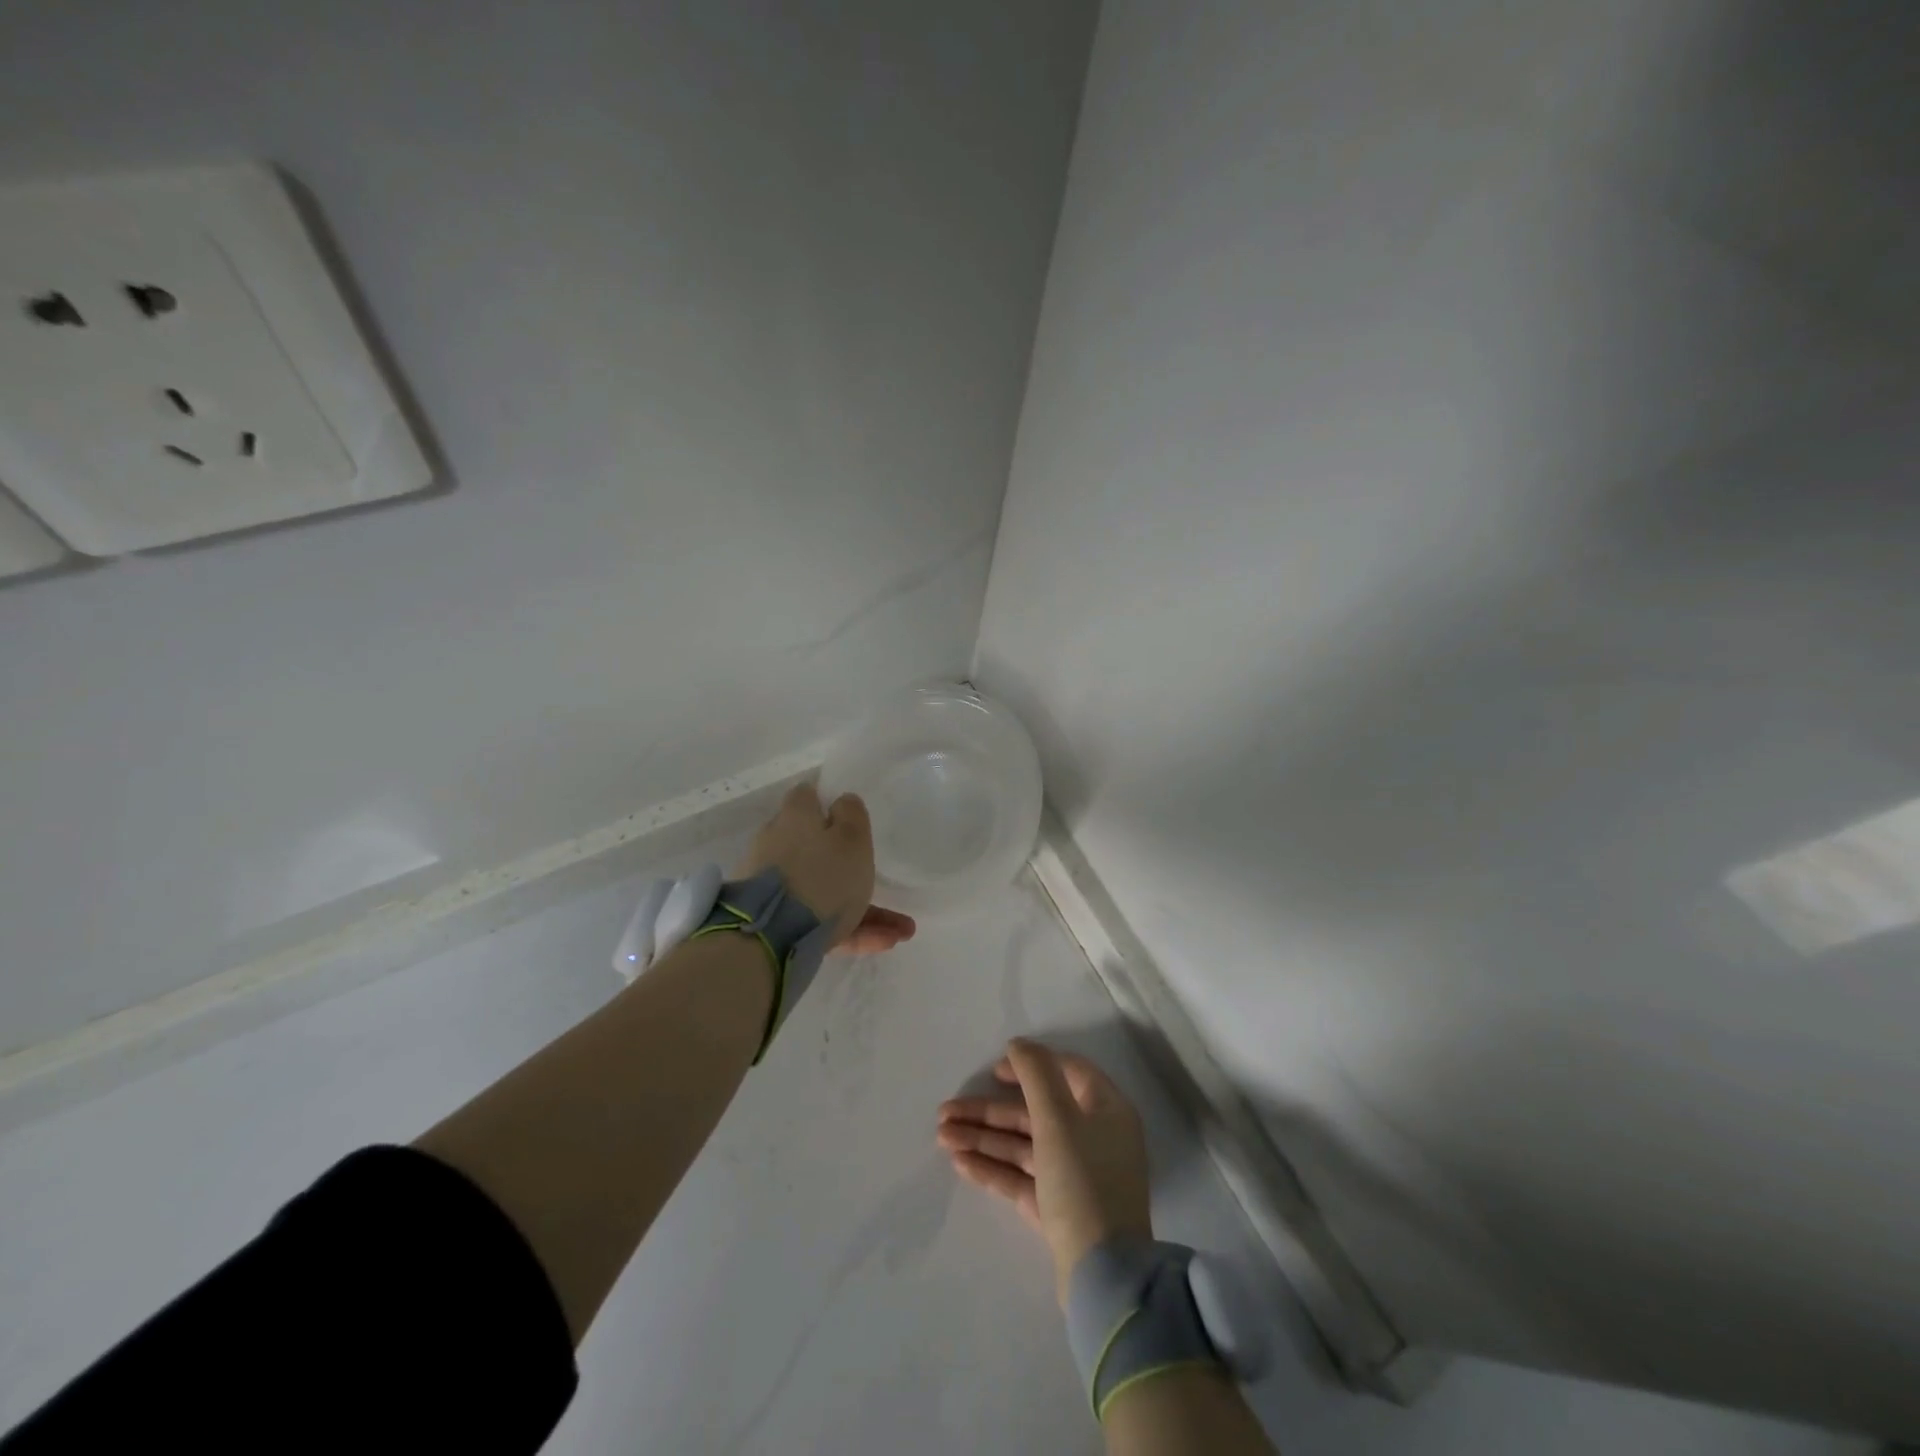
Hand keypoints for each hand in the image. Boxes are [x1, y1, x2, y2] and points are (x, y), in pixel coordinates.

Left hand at [735, 783, 915, 952]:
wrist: (770, 940)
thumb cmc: (822, 877)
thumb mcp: (852, 838)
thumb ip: (852, 814)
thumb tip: (842, 800)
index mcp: (795, 818)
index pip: (807, 797)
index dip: (826, 803)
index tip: (848, 816)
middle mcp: (777, 845)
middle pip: (815, 847)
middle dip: (848, 865)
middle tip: (879, 881)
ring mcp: (773, 886)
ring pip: (822, 890)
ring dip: (861, 909)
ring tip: (897, 932)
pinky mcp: (773, 921)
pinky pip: (817, 921)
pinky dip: (848, 930)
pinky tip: (883, 943)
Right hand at [937, 1039, 1152, 1303]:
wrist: (1104, 1277)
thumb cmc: (1083, 1180)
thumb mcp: (1058, 1118)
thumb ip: (1035, 1074)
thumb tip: (1018, 1044)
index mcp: (1105, 1109)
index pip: (1066, 1072)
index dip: (1028, 1066)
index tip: (993, 1071)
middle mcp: (1093, 1137)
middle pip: (1034, 1112)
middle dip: (988, 1112)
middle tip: (946, 1111)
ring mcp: (1076, 1176)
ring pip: (1023, 1146)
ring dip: (983, 1139)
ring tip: (941, 1136)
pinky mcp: (1059, 1209)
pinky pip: (1022, 1178)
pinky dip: (993, 1168)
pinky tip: (960, 1162)